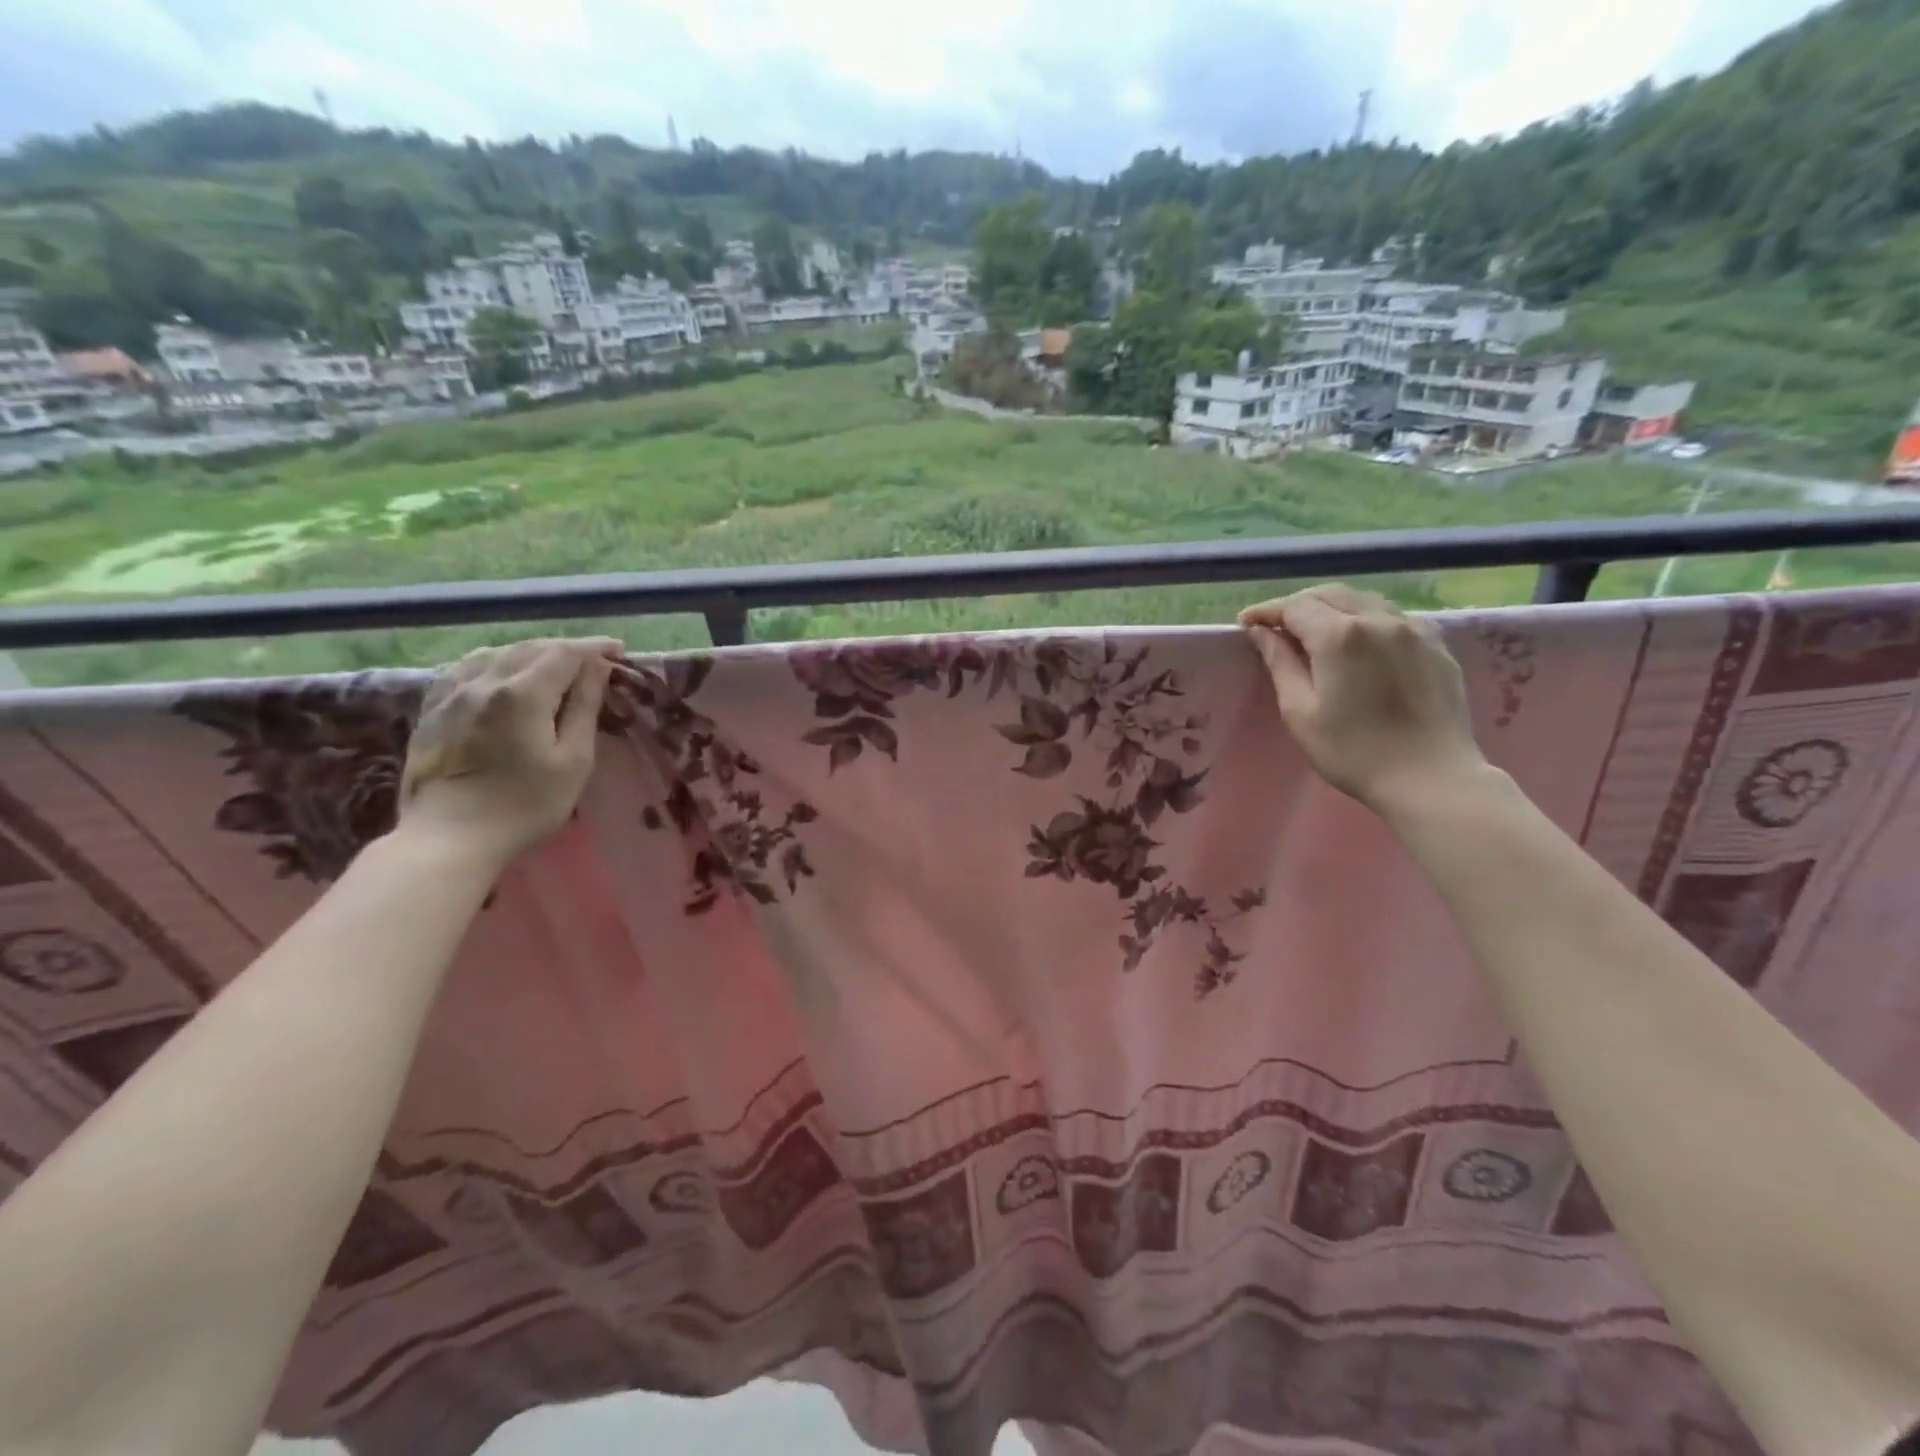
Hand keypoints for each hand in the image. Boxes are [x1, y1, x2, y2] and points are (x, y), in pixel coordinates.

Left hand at [399, 637, 624, 866]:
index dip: (594, 647)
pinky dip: (494, 662)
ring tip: (551, 666)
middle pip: (531, 648)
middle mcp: (484, 681)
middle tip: (592, 661)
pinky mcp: (432, 709)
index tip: (618, 649)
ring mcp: (451, 693)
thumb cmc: (525, 804)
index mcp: (523, 693)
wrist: (449, 837)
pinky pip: (466, 668)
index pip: (565, 653)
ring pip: (496, 653)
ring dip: (530, 653)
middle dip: (565, 649)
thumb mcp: (573, 760)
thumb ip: (584, 707)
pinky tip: (501, 674)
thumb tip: (597, 667)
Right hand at [1240, 584, 1486, 814]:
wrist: (1430, 778)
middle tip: (1276, 627)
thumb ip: (1280, 663)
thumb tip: (1261, 632)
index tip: (1245, 623)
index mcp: (1339, 635)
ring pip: (1363, 599)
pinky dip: (1366, 617)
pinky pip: (1393, 615)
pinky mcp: (1436, 645)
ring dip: (1332, 607)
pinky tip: (1359, 640)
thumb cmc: (1352, 750)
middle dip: (1297, 605)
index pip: (1294, 606)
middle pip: (1329, 594)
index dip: (1266, 611)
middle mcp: (1378, 619)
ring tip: (1314, 631)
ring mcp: (1413, 629)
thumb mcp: (1300, 711)